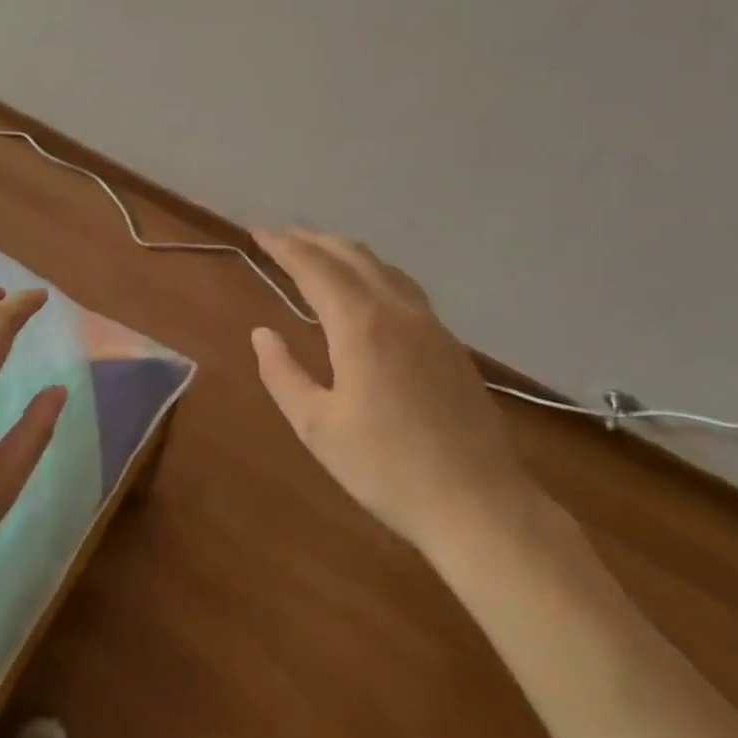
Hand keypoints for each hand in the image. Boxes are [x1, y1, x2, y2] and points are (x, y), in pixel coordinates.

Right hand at [250, 229, 540, 564]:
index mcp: (360, 325)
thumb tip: (263, 334)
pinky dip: (372, 272)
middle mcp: (397, 310)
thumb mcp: (317, 427)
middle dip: (311, 240)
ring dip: (343, 252)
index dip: (282, 245)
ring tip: (318, 254)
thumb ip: (283, 374)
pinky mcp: (450, 344)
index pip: (313, 266)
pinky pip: (403, 287)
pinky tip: (367, 291)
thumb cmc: (387, 468)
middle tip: (280, 237)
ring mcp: (430, 324)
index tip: (257, 232)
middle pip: (349, 255)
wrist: (479, 505)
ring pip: (382, 267)